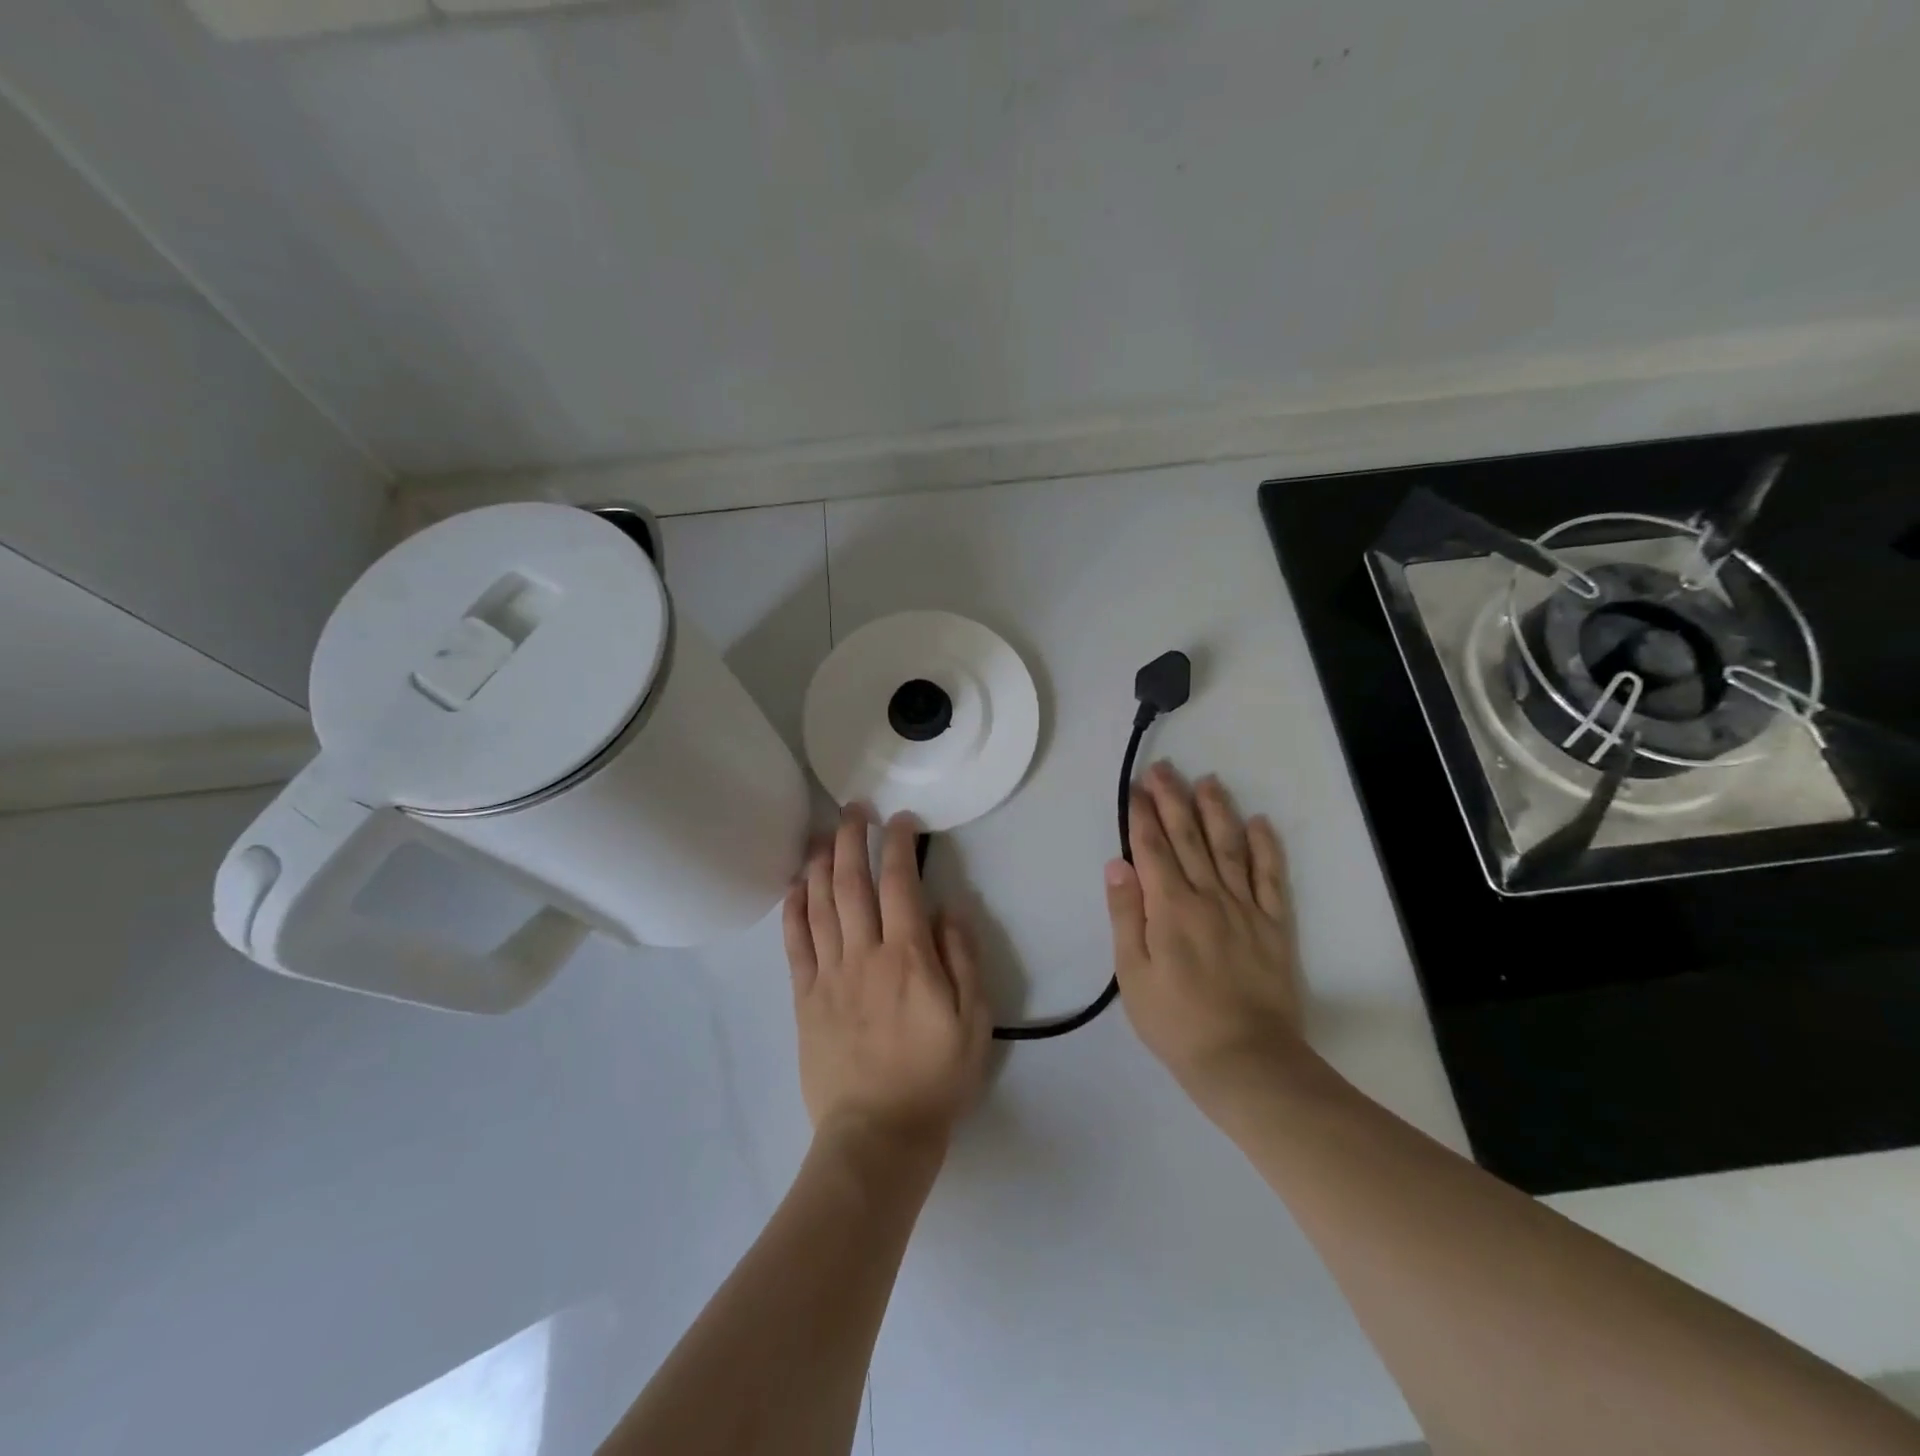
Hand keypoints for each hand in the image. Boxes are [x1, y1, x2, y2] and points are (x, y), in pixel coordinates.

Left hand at [783, 807, 991, 1153]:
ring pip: (819, 905)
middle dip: (852, 838)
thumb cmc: (935, 1077)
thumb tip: (949, 908)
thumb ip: (963, 959)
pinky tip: (794, 885)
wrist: (878, 1135)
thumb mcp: (974, 1021)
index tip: (900, 820)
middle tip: (853, 809)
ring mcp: (829, 975)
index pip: (899, 884)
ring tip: (822, 833)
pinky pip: (795, 944)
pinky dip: (793, 909)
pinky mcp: (805, 998)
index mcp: (908, 957)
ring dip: (820, 863)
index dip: (898, 844)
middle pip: (852, 883)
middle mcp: (864, 954)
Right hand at [1104, 762, 1302, 1100]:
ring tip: (1208, 781)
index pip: (1152, 848)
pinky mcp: (1274, 925)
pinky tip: (1259, 822)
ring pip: (1230, 847)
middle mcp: (1209, 897)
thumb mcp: (1133, 974)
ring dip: (1217, 811)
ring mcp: (1246, 908)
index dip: (1142, 815)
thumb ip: (1126, 915)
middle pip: (1188, 837)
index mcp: (1170, 908)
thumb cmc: (1176, 1022)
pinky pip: (1271, 878)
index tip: (1136, 788)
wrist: (1245, 1061)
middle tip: (1164, 769)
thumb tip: (1118, 864)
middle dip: (1174, 800)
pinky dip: (1266, 847)